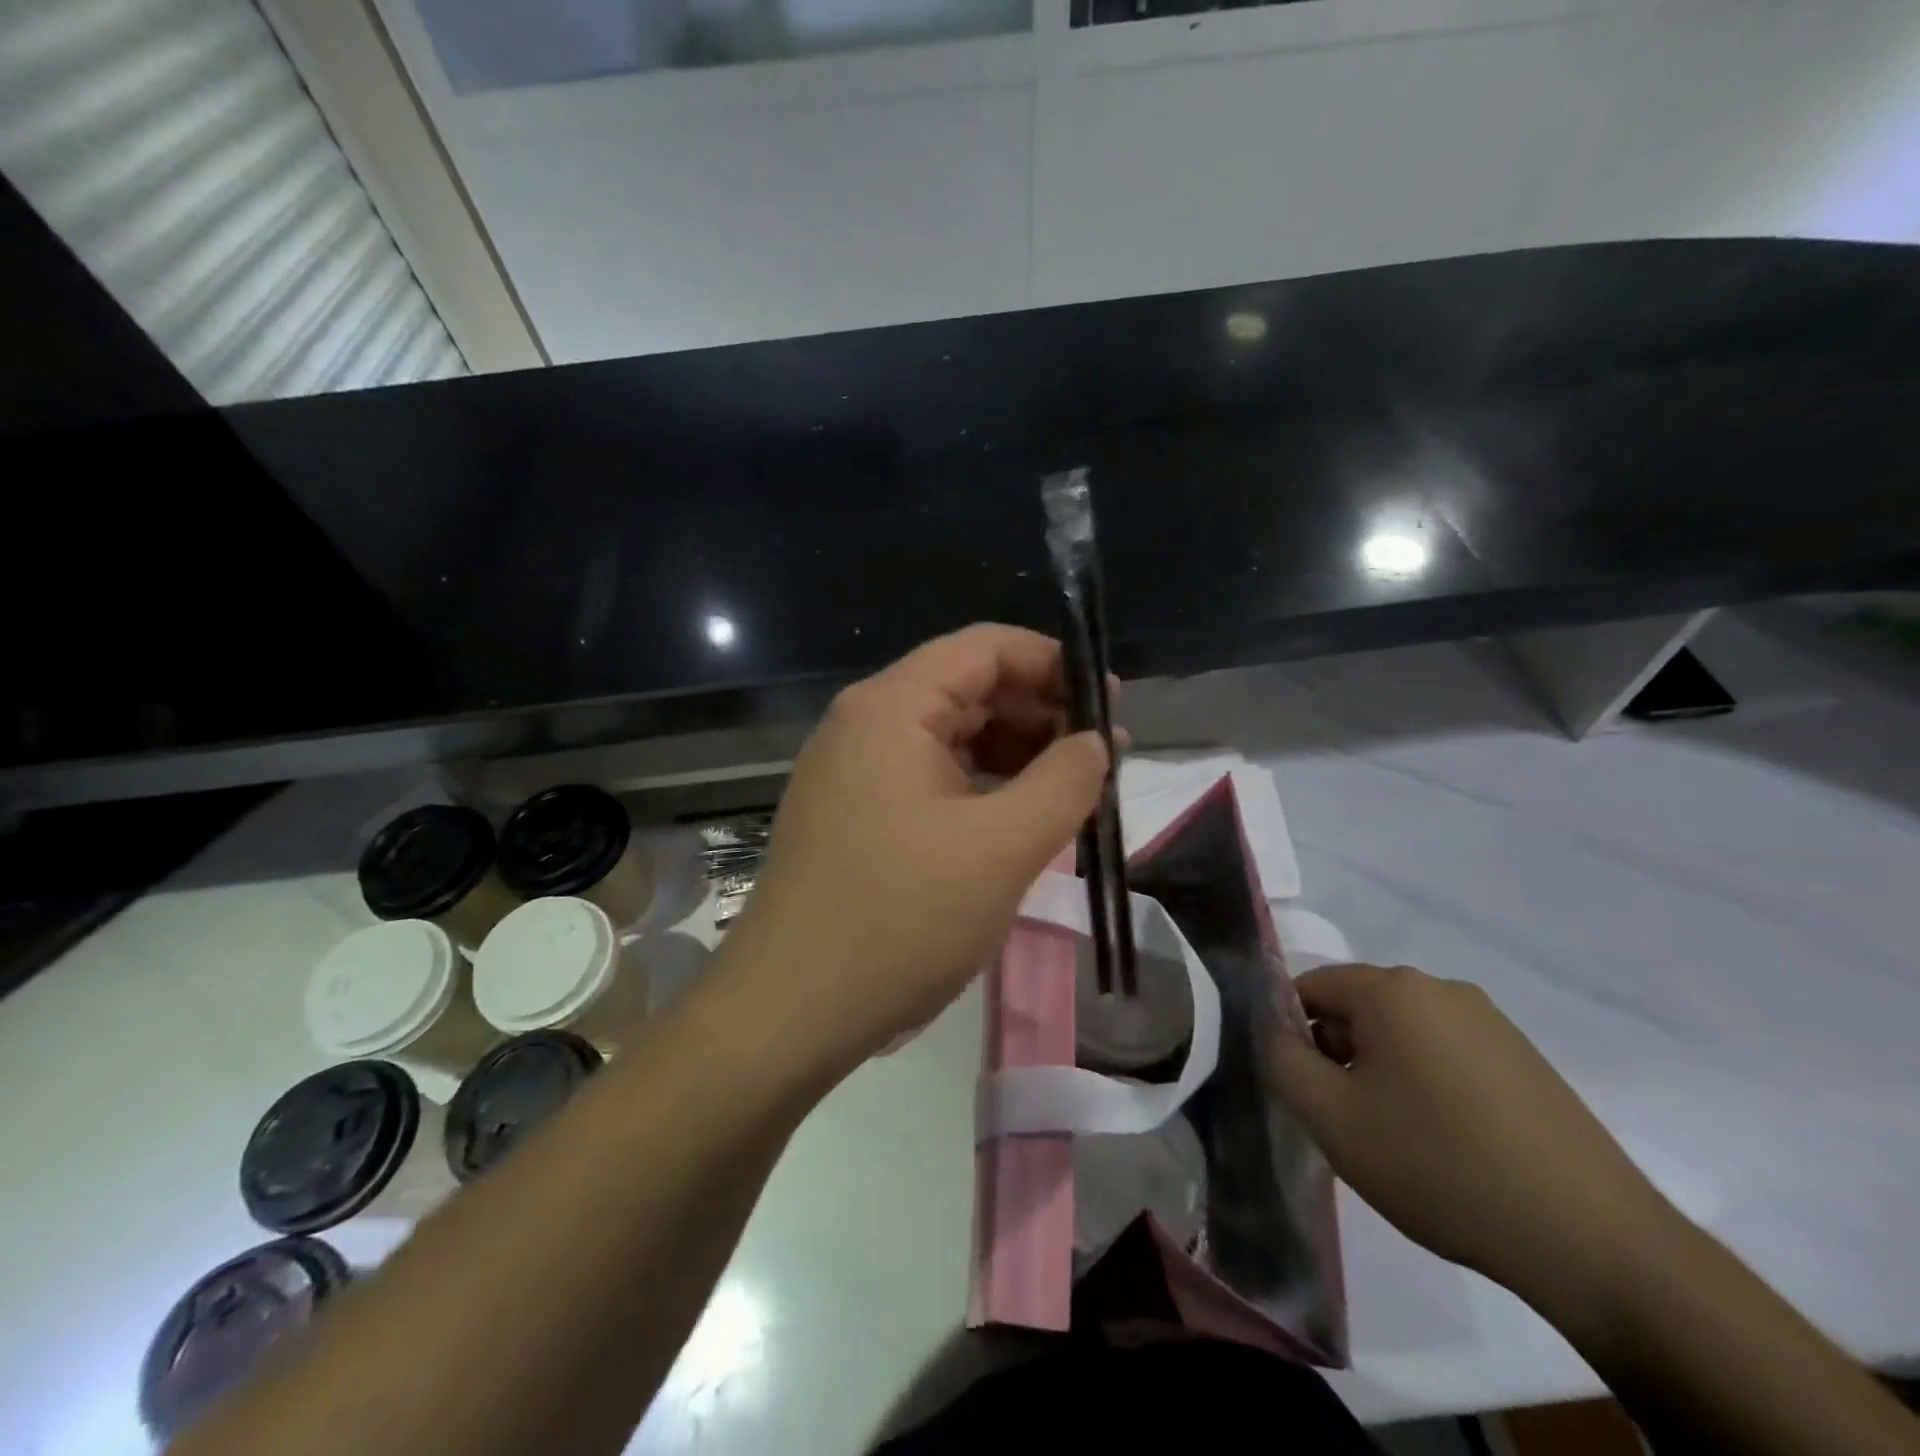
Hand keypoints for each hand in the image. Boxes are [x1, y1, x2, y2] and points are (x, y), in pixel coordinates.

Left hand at [719, 625, 1110, 1077]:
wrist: (790, 1012)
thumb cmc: (899, 919)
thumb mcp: (1002, 848)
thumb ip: (1064, 782)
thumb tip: (1095, 741)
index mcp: (891, 707)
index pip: (985, 648)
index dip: (1053, 664)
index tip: (1110, 702)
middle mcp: (865, 724)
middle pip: (967, 688)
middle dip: (1040, 712)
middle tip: (1101, 754)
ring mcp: (853, 771)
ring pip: (950, 737)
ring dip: (1014, 754)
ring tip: (1072, 790)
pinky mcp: (854, 815)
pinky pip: (930, 779)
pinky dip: (980, 789)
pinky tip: (1017, 820)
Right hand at [1271, 964, 1676, 1308]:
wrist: (1595, 1243)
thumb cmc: (1441, 1166)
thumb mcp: (1332, 1118)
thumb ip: (1282, 1061)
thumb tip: (1277, 1033)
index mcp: (1392, 989)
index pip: (1309, 987)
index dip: (1292, 1035)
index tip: (1306, 1091)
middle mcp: (1441, 988)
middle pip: (1357, 1008)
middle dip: (1338, 1055)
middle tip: (1349, 1122)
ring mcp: (1491, 1022)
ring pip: (1402, 1033)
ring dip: (1382, 1073)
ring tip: (1399, 1139)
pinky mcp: (1525, 1059)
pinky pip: (1447, 1054)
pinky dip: (1428, 1086)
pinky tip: (1448, 1144)